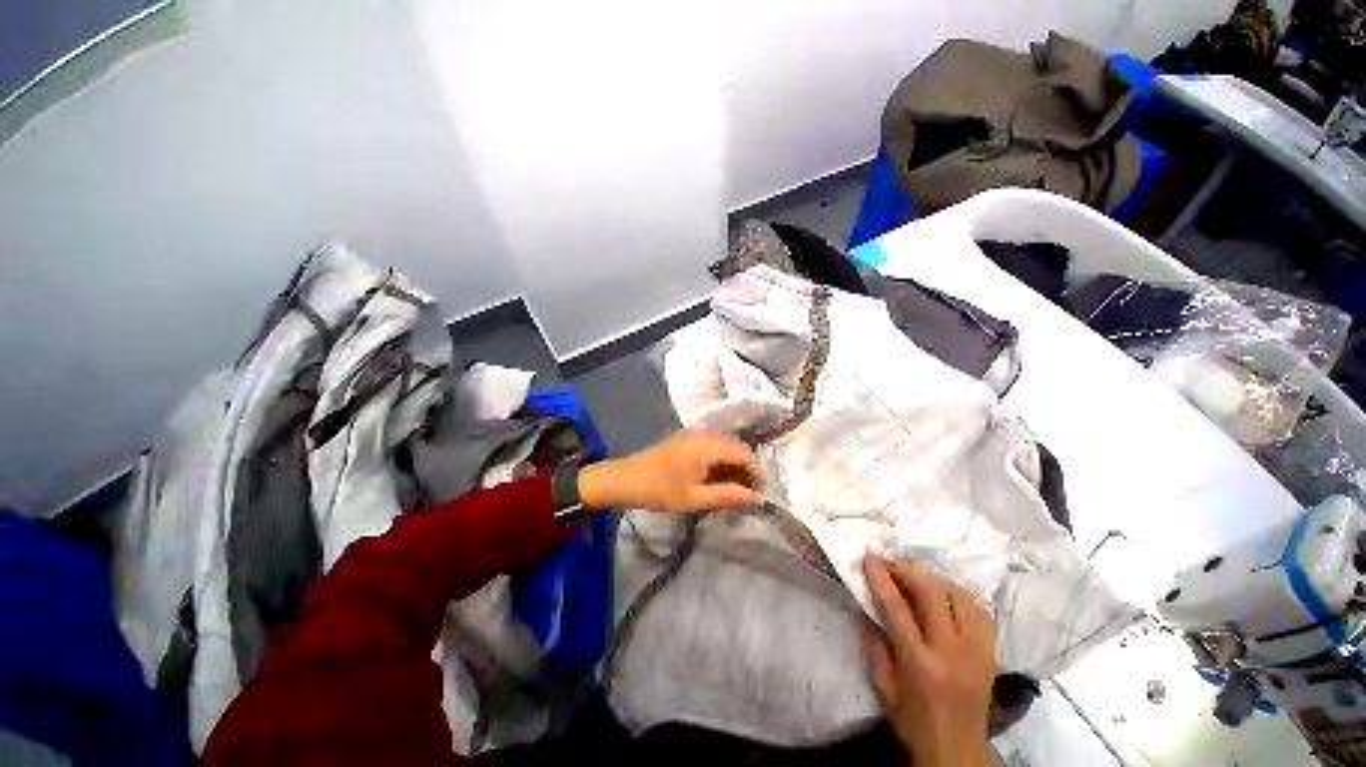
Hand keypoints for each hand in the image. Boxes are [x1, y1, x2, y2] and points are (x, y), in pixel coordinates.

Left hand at [577, 429, 763, 512]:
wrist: (626, 478)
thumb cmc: (660, 490)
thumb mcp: (695, 498)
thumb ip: (728, 495)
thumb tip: (758, 498)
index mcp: (707, 445)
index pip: (743, 453)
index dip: (756, 472)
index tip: (761, 492)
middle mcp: (704, 432)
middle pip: (736, 446)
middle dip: (746, 468)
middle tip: (748, 492)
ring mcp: (695, 432)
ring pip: (726, 444)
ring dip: (734, 463)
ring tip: (734, 487)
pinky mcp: (687, 436)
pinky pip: (713, 443)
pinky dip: (721, 458)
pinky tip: (718, 475)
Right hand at [862, 556, 997, 766]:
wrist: (957, 750)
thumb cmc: (913, 720)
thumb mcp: (883, 686)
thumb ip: (873, 644)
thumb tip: (864, 607)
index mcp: (919, 663)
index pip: (897, 608)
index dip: (881, 578)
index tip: (870, 558)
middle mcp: (951, 651)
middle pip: (932, 593)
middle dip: (908, 571)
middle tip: (892, 565)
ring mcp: (977, 650)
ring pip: (960, 596)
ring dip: (934, 579)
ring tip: (917, 577)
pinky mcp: (991, 652)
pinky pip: (980, 610)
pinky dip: (960, 595)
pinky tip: (946, 595)